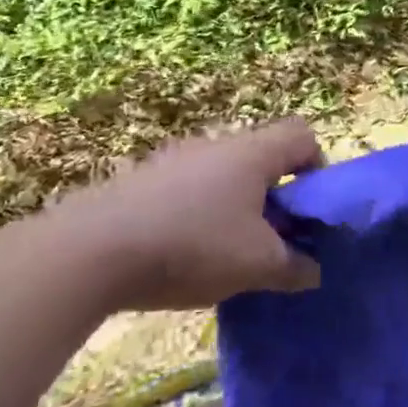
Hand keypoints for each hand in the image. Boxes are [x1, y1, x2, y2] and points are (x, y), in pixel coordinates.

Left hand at [0, 119, 325, 311]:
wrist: (90, 252)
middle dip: (274, 197)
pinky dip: (198, 215)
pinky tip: (182, 255)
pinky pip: (187, 190)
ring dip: (236, 208)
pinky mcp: (141, 181)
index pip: (303, 136)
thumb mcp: (257, 266)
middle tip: (270, 241)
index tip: (306, 211)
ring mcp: (173, 159)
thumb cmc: (193, 246)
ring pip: (223, 176)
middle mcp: (215, 145)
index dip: (316, 168)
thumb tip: (313, 271)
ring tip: (225, 254)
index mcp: (252, 153)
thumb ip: (294, 267)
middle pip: (262, 158)